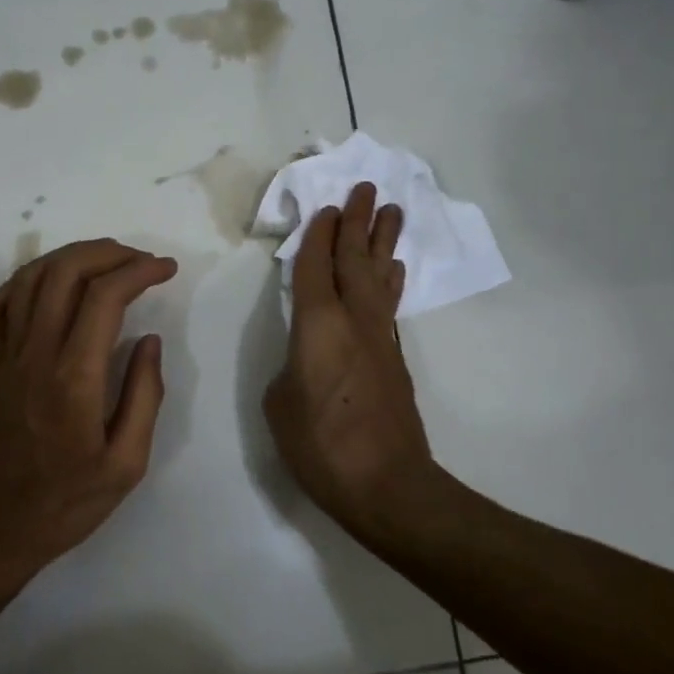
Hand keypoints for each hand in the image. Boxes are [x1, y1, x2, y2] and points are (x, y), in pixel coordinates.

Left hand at [0, 239, 177, 590]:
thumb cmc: (66, 505)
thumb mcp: (126, 464)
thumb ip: (144, 396)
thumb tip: (148, 340)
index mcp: (74, 378)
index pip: (105, 297)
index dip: (139, 271)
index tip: (166, 269)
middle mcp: (35, 355)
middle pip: (64, 272)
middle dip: (107, 252)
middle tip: (140, 260)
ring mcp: (5, 358)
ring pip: (28, 279)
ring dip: (69, 257)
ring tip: (104, 263)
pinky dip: (23, 283)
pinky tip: (49, 288)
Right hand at [264, 183, 438, 535]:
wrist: (387, 485)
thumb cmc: (321, 444)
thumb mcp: (279, 404)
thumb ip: (288, 369)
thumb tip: (304, 360)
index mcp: (318, 324)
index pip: (315, 266)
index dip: (319, 234)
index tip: (328, 206)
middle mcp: (353, 320)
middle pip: (356, 259)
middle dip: (359, 222)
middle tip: (367, 188)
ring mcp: (379, 338)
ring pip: (380, 276)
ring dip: (383, 242)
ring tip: (391, 211)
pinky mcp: (394, 358)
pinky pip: (389, 303)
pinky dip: (390, 279)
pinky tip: (393, 270)